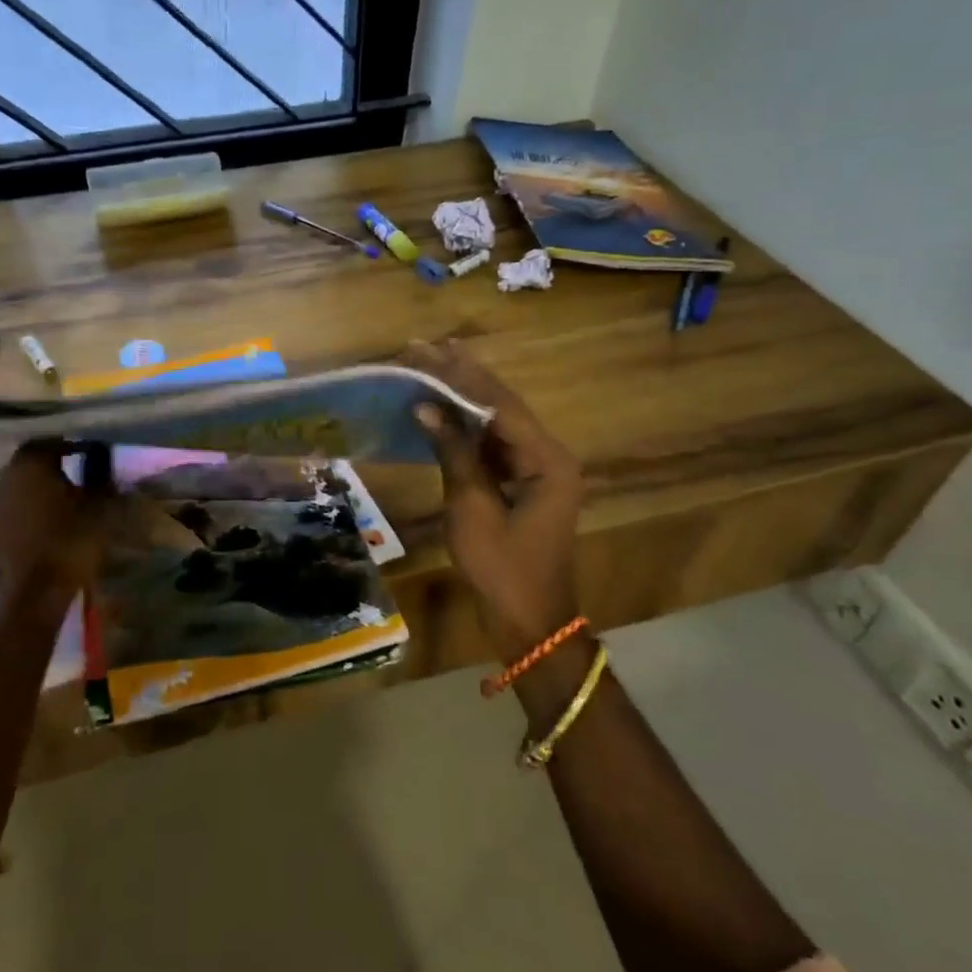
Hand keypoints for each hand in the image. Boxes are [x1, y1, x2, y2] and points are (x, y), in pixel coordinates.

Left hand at [0, 440, 111, 618]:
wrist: (38, 591)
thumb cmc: (71, 539)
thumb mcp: (98, 506)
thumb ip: (101, 479)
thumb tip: (105, 461)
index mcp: (32, 464)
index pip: (51, 442)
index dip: (71, 445)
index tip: (90, 451)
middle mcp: (8, 478)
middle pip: (28, 460)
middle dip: (48, 461)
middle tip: (74, 467)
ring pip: (11, 483)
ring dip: (28, 484)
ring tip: (52, 491)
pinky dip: (6, 511)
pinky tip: (13, 515)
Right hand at [406, 341, 585, 660]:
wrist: (528, 623)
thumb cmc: (502, 569)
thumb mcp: (472, 508)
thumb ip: (453, 452)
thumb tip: (426, 406)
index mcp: (547, 460)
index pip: (500, 404)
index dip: (462, 375)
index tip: (430, 349)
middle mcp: (547, 456)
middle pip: (500, 407)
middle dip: (461, 378)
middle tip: (424, 348)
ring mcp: (535, 471)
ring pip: (495, 424)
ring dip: (461, 400)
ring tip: (426, 369)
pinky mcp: (521, 485)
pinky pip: (491, 447)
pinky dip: (464, 429)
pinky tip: (439, 411)